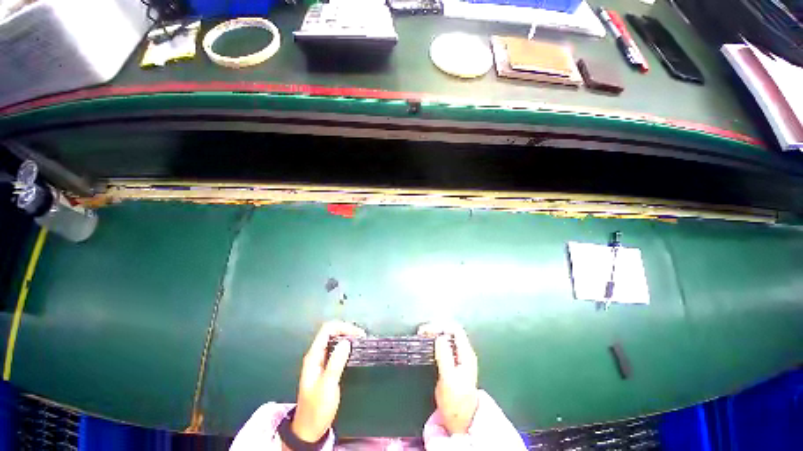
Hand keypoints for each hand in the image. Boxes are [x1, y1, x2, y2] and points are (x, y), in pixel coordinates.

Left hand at [289, 321, 365, 444]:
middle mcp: (316, 355)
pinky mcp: (326, 367)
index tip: (357, 334)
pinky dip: (346, 347)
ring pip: (334, 341)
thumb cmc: (317, 408)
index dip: (343, 327)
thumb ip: (335, 363)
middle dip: (346, 331)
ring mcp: (320, 361)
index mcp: (313, 356)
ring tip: (360, 342)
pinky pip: (336, 350)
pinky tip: (354, 351)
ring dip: (347, 338)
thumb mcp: (327, 386)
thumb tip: (346, 342)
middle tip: (361, 338)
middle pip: (331, 332)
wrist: (309, 430)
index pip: (327, 330)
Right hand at [418, 322, 479, 434]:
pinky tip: (427, 344)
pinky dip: (434, 342)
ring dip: (434, 334)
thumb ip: (445, 357)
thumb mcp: (448, 379)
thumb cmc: (455, 402)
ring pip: (446, 337)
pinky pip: (444, 345)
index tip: (426, 331)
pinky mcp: (453, 363)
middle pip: (450, 331)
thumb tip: (439, 337)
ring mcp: (459, 357)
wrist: (461, 421)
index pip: (455, 330)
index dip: (440, 326)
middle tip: (421, 332)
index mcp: (466, 354)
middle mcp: (464, 352)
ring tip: (421, 336)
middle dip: (436, 328)